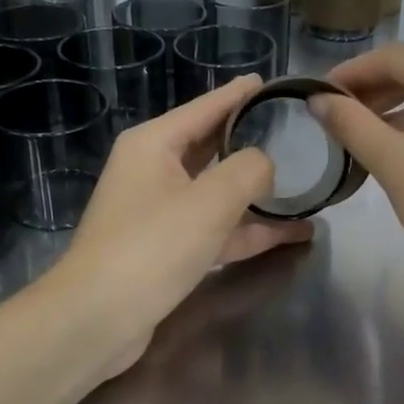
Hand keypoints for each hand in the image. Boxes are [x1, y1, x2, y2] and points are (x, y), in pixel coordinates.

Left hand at [53, 74, 313, 379]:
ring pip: (219, 193)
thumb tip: (265, 165)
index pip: (205, 108)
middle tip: (296, 133)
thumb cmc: (151, 247)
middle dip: (253, 143)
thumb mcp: (210, 200)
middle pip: (213, 147)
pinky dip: (250, 230)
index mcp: (154, 144)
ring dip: (259, 194)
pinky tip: (292, 234)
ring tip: (306, 186)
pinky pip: (217, 229)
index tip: (271, 83)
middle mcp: (154, 171)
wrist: (97, 320)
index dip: (239, 95)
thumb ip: (249, 170)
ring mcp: (160, 212)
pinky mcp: (168, 250)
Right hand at [314, 44, 403, 301]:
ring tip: (357, 130)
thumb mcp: (395, 164)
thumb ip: (351, 123)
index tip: (314, 94)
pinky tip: (397, 141)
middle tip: (331, 116)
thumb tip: (316, 99)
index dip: (350, 73)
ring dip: (396, 105)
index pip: (394, 57)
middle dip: (372, 90)